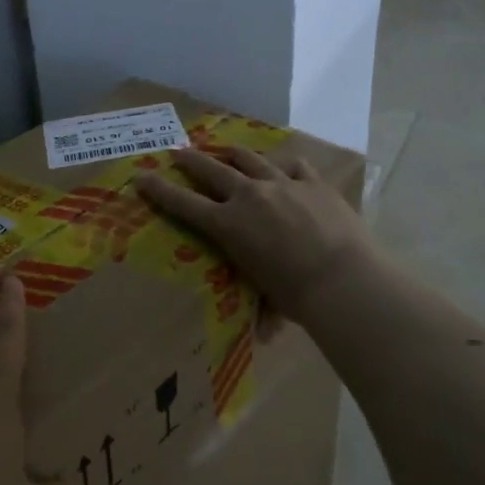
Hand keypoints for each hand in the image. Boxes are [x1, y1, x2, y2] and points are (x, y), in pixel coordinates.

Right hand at [134, 147, 372, 325]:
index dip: (159, 190)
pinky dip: (284, 166)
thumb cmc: (296, 296)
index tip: (142, 177)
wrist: (341, 278)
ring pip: (249, 159)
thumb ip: (262, 305)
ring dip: (233, 153)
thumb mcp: (267, 296)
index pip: (183, 204)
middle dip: (190, 160)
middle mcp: (249, 196)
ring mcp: (282, 183)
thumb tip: (267, 335)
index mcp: (228, 225)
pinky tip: (284, 167)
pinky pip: (294, 165)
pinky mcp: (313, 182)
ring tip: (226, 150)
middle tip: (178, 151)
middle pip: (211, 169)